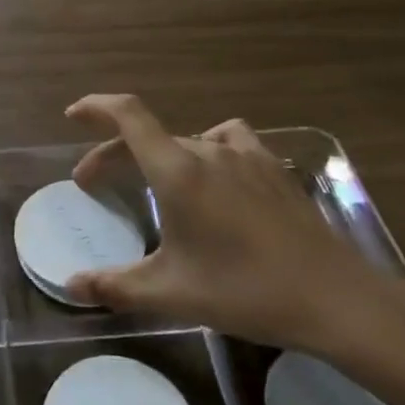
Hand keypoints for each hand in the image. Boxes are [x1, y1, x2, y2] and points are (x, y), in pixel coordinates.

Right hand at [63, 94, 384, 352]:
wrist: (334, 298)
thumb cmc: (244, 290)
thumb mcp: (172, 293)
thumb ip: (115, 286)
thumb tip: (70, 286)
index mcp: (177, 171)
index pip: (128, 116)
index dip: (96, 107)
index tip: (72, 116)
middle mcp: (208, 150)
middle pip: (149, 137)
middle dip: (114, 155)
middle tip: (94, 185)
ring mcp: (245, 155)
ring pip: (186, 140)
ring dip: (158, 154)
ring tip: (153, 181)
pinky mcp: (273, 168)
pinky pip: (228, 141)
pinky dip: (207, 148)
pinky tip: (215, 174)